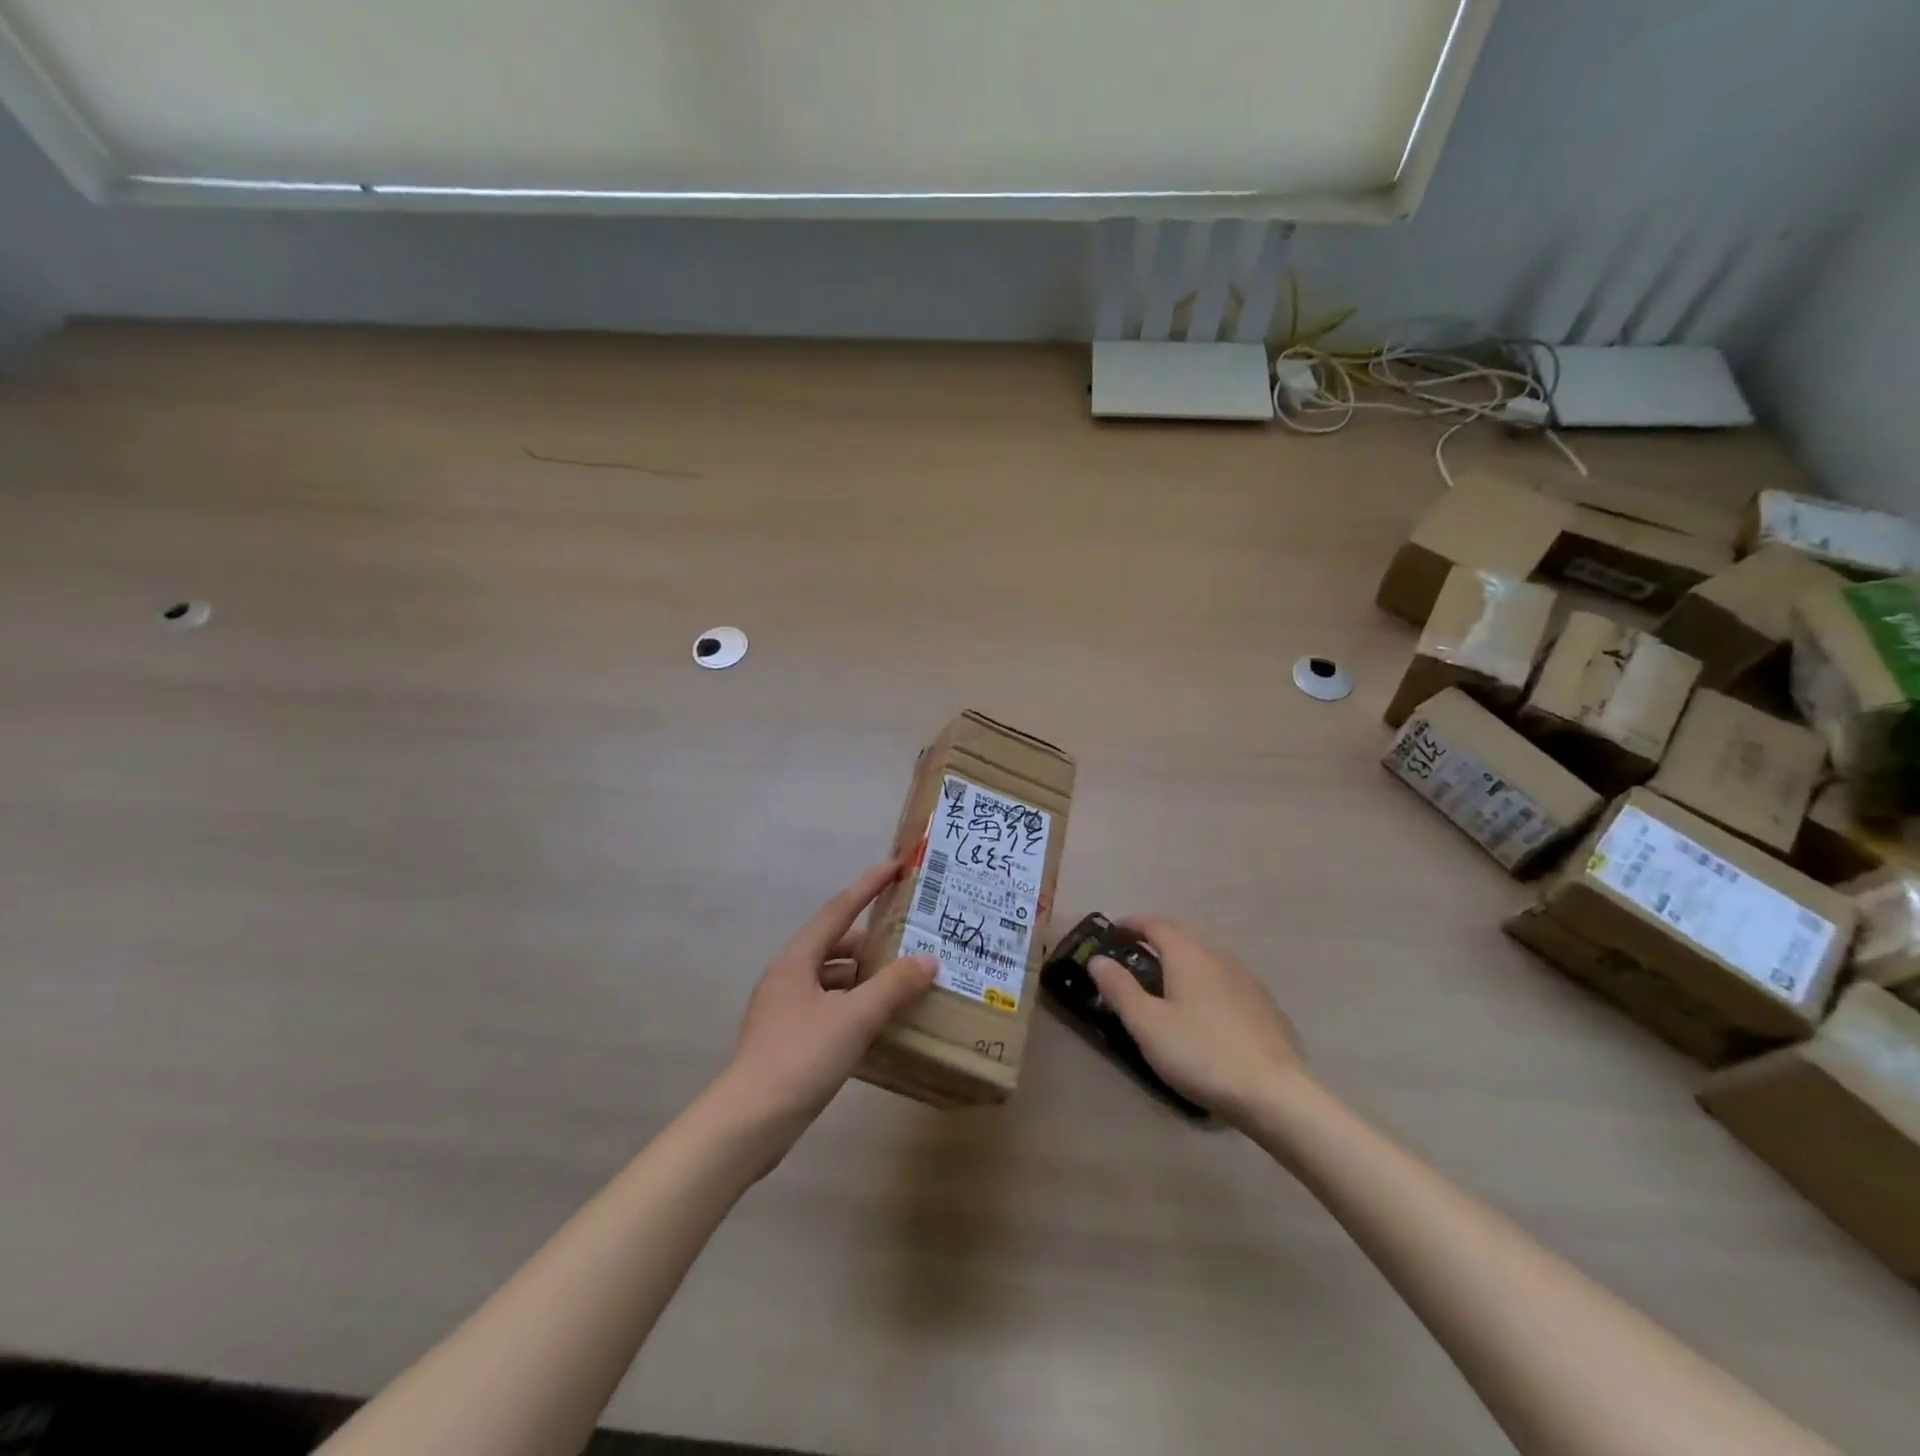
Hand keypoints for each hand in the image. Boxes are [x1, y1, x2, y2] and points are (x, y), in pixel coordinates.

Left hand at [723, 860, 937, 1131]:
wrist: (748, 1123)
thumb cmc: (801, 1057)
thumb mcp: (854, 1018)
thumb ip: (893, 986)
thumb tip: (929, 959)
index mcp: (797, 960)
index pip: (839, 910)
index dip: (868, 886)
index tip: (895, 867)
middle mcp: (788, 976)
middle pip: (835, 944)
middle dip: (871, 940)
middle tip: (910, 939)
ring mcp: (784, 1009)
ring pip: (832, 979)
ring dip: (864, 977)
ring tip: (902, 981)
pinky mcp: (787, 1038)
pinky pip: (828, 1007)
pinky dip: (854, 1006)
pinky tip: (878, 1022)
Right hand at [1089, 916, 1303, 1124]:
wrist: (1276, 1093)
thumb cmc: (1201, 1053)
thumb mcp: (1147, 1025)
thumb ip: (1119, 988)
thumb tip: (1098, 959)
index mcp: (1188, 953)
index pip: (1155, 923)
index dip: (1132, 924)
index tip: (1113, 931)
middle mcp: (1218, 955)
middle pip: (1183, 935)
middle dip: (1156, 938)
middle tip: (1133, 955)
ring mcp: (1246, 978)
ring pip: (1206, 956)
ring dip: (1182, 958)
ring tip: (1165, 980)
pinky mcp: (1264, 1004)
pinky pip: (1225, 978)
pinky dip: (1205, 979)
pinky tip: (1204, 1007)